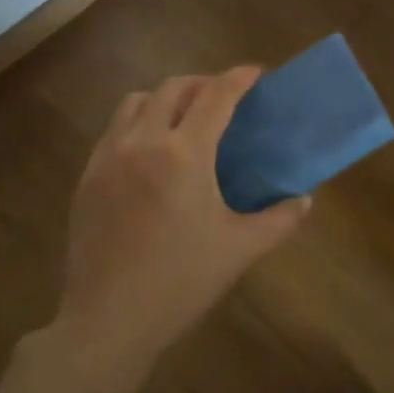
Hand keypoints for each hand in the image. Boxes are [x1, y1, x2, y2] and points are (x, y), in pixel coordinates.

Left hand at [58, 67, 310, 363]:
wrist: (109, 319)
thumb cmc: (181, 282)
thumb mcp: (240, 250)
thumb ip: (279, 220)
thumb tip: (305, 200)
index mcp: (184, 154)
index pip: (215, 96)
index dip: (238, 78)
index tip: (256, 73)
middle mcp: (143, 142)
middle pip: (174, 88)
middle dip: (203, 83)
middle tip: (224, 98)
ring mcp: (108, 157)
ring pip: (136, 101)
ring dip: (165, 98)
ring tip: (184, 118)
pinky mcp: (88, 176)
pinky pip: (113, 129)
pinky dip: (137, 122)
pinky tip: (149, 151)